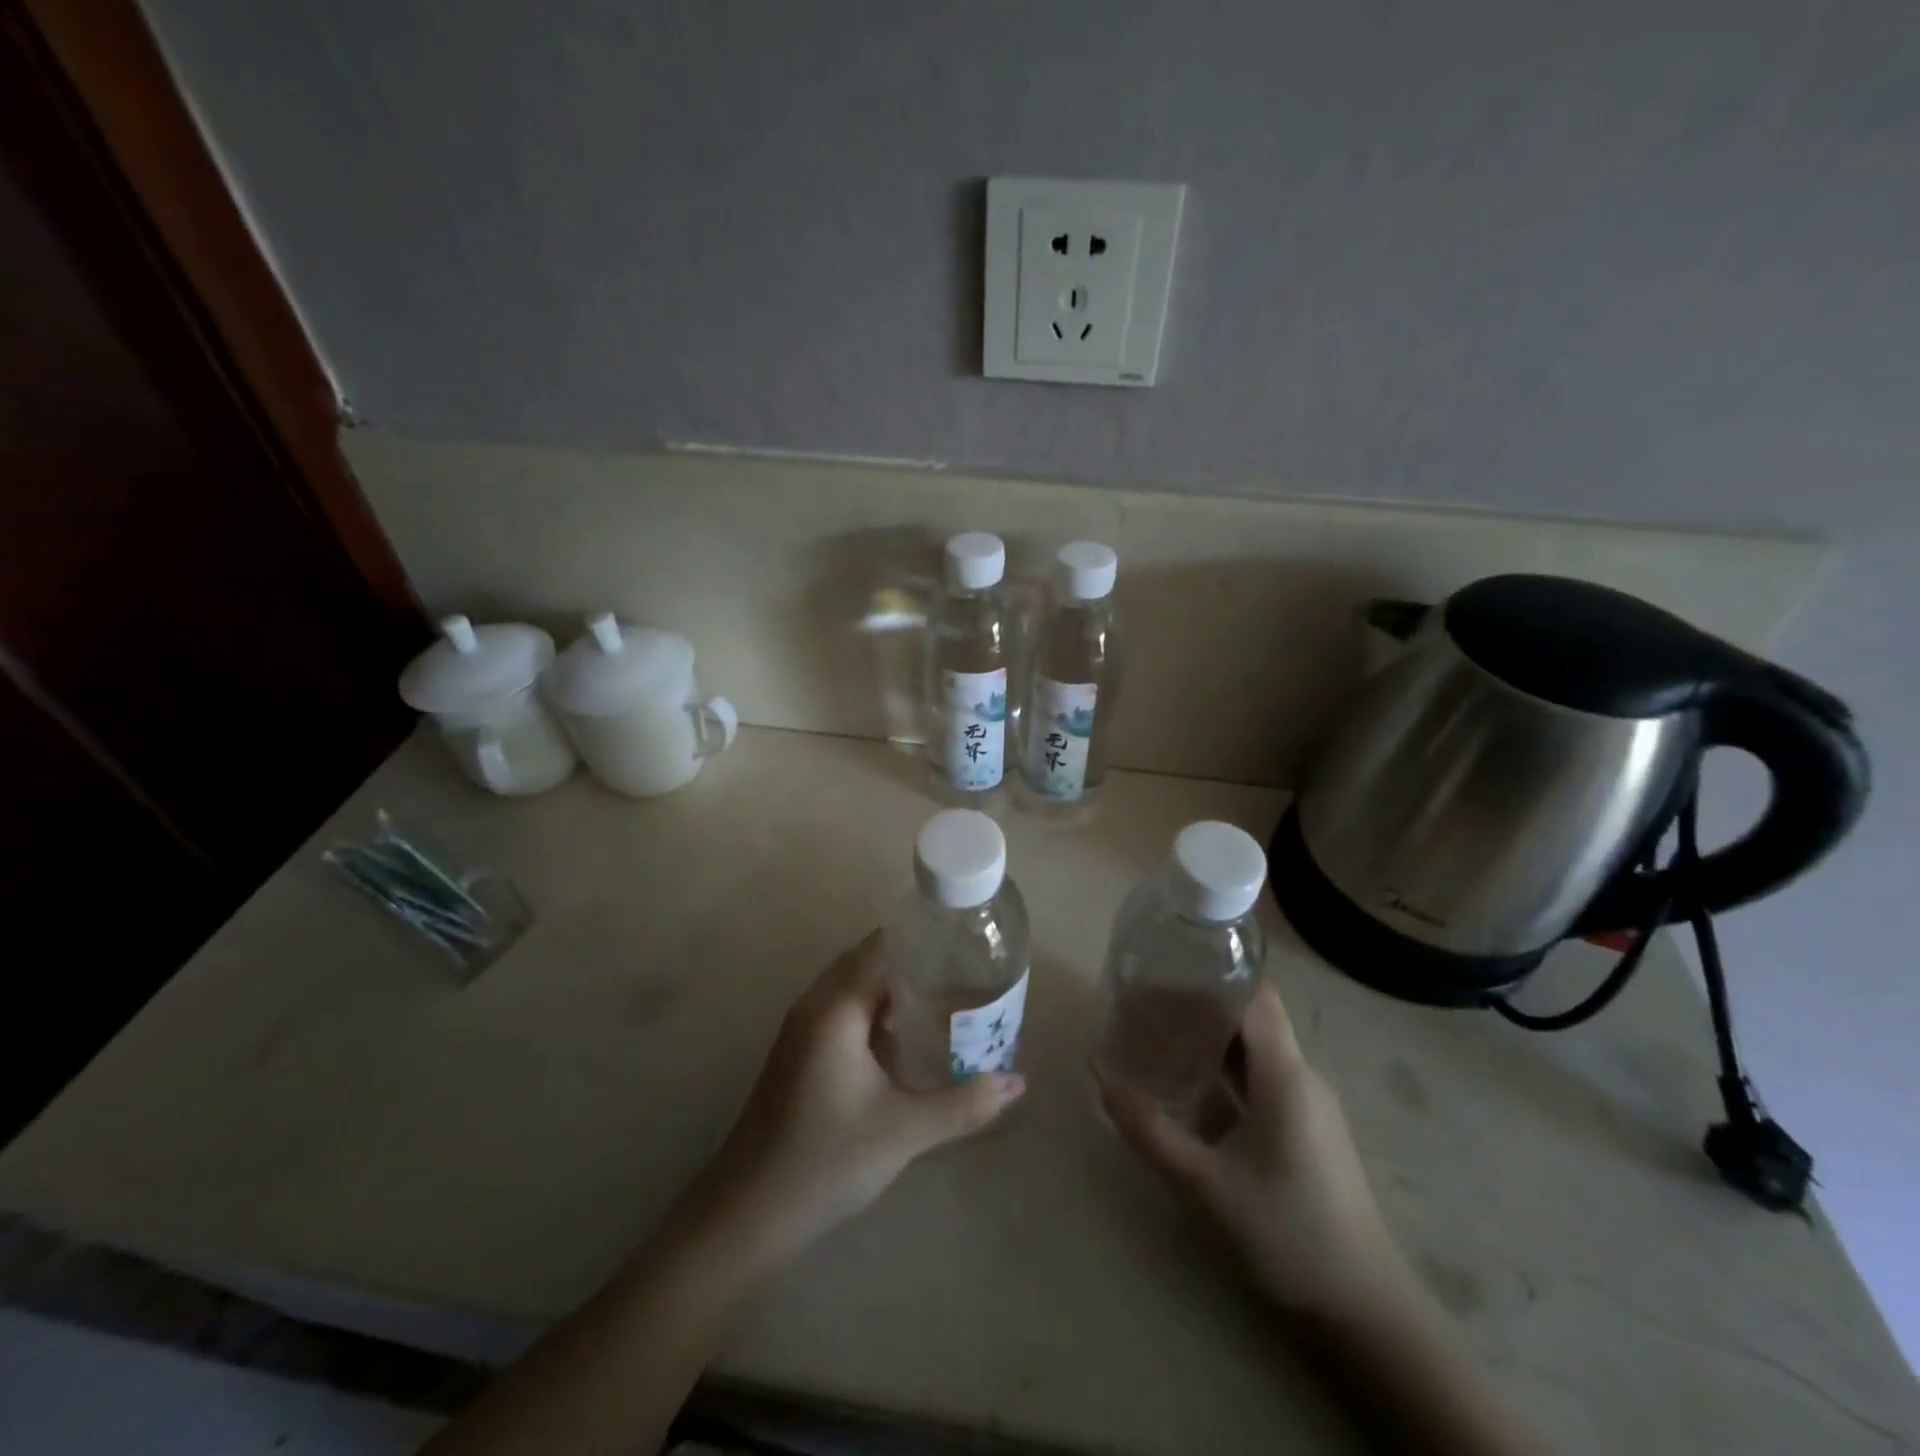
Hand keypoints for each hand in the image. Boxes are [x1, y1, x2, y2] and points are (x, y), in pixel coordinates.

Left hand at [692, 930, 1025, 1267]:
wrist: (747, 1214)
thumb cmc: (826, 1160)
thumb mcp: (905, 1130)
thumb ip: (965, 1102)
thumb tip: (1019, 1083)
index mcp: (836, 1007)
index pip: (882, 946)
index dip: (923, 939)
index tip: (965, 944)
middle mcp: (815, 1005)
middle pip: (869, 961)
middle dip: (915, 963)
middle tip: (964, 973)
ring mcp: (802, 1030)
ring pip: (855, 989)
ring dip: (894, 989)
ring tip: (945, 1000)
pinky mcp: (799, 1053)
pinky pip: (843, 1012)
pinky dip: (875, 1012)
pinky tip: (905, 1040)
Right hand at [1097, 983, 1407, 1319]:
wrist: (1364, 1307)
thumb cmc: (1287, 1234)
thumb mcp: (1206, 1185)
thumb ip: (1151, 1131)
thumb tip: (1101, 1080)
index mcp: (1285, 1075)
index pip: (1254, 994)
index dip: (1212, 973)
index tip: (1164, 968)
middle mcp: (1301, 1075)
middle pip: (1252, 1014)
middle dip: (1201, 1001)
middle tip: (1146, 1001)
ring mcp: (1307, 1100)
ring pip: (1256, 1044)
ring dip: (1212, 1033)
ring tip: (1159, 1031)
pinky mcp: (1306, 1123)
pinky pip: (1262, 1073)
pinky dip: (1226, 1063)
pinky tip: (1192, 1078)